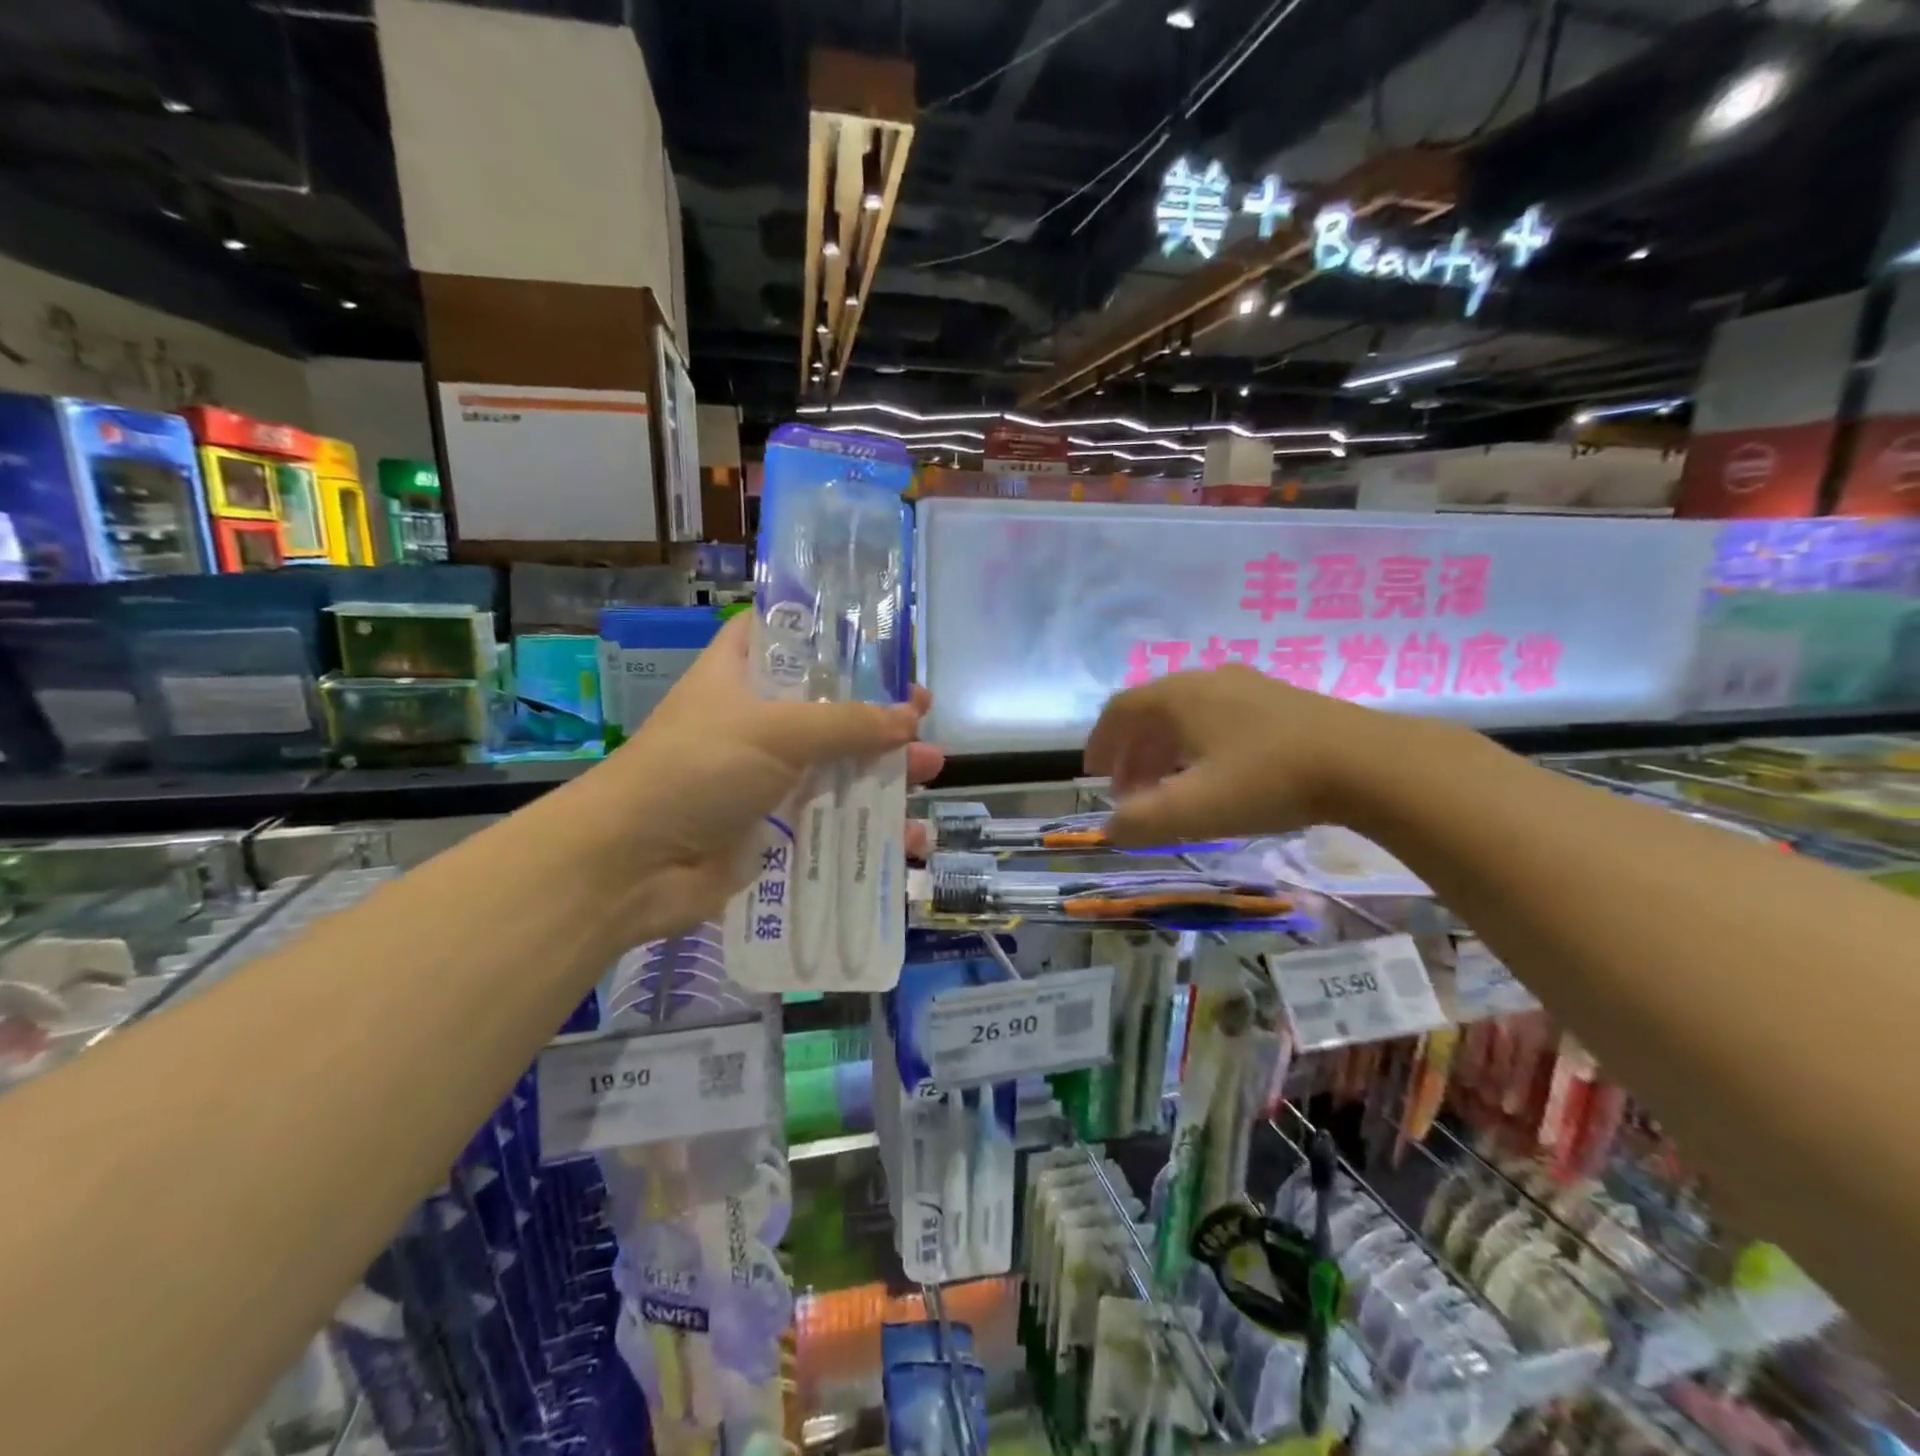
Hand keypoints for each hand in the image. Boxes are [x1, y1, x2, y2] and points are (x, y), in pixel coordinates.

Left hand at [590, 615, 942, 937]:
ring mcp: (768, 777)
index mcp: (742, 676)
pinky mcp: (778, 827)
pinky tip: (913, 839)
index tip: (878, 642)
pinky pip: (835, 820)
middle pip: (829, 706)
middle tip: (922, 714)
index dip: (829, 635)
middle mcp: (758, 721)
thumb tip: (910, 718)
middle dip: (879, 712)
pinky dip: (873, 828)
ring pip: (840, 765)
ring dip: (887, 769)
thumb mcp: (776, 730)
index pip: (784, 637)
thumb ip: (848, 722)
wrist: (634, 866)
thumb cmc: (697, 771)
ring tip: (931, 771)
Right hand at [1084, 664, 1400, 846]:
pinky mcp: (1279, 700)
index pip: (1119, 711)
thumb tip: (1111, 828)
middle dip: (1132, 752)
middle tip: (1128, 791)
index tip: (1092, 774)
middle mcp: (1206, 681)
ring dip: (1165, 750)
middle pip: (1151, 711)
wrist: (1366, 762)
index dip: (1100, 742)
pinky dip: (1198, 744)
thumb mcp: (1195, 810)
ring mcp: (1246, 686)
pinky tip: (1216, 773)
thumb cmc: (1267, 780)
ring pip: (1187, 714)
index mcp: (1177, 697)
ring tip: (1167, 787)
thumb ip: (1141, 823)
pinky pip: (1219, 717)